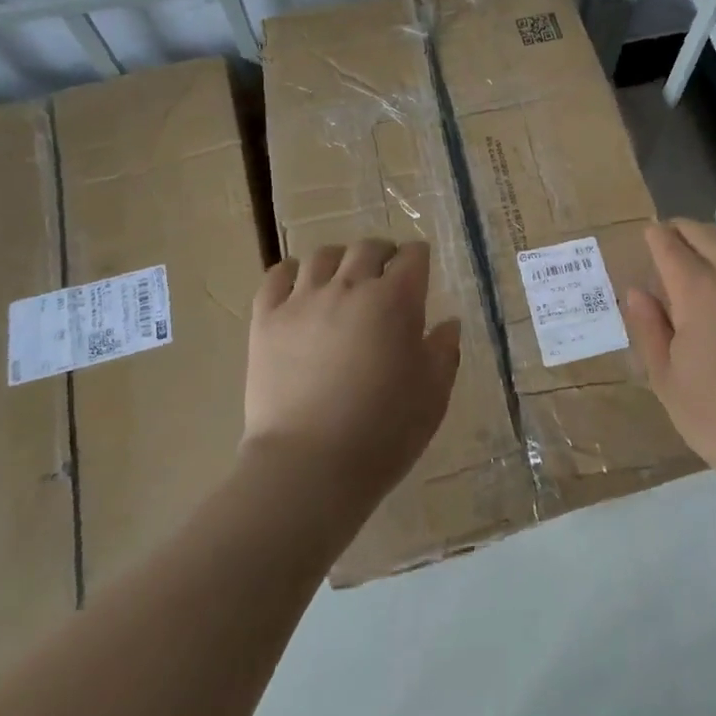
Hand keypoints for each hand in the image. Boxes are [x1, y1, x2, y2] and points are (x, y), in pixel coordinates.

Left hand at [243, 239, 459, 506]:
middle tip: (385, 276)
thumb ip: (444, 352)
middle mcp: (350, 287)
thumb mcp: (433, 395)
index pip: (412, 255)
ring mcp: (304, 300)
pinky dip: (290, 274)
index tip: (419, 272)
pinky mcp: (267, 320)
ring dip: (339, 261)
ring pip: (323, 255)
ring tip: (342, 281)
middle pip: (368, 248)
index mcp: (396, 300)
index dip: (418, 259)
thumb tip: (448, 323)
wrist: (309, 467)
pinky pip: (277, 276)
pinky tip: (298, 288)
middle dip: (382, 255)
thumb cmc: (383, 432)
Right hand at [622, 219, 715, 514]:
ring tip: (702, 246)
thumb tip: (637, 291)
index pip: (670, 246)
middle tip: (668, 237)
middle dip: (682, 230)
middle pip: (706, 234)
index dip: (655, 237)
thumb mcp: (666, 378)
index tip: (647, 235)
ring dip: (715, 236)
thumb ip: (648, 327)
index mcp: (699, 291)